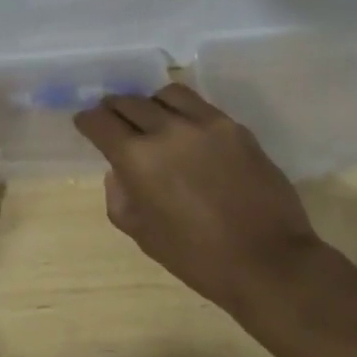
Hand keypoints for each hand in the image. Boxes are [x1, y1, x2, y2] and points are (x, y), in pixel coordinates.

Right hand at [73, 83, 320, 316]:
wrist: (269, 263)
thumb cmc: (198, 258)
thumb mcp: (143, 235)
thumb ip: (119, 197)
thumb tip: (119, 171)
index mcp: (137, 158)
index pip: (99, 122)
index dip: (87, 121)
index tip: (86, 125)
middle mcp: (166, 130)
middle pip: (128, 102)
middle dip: (114, 109)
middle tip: (114, 120)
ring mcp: (204, 124)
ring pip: (165, 94)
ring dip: (150, 104)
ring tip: (153, 118)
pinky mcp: (234, 127)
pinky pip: (200, 105)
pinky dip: (183, 111)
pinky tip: (187, 130)